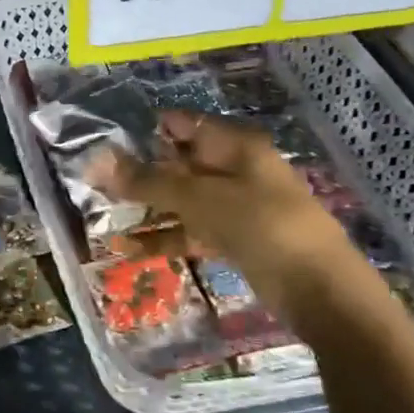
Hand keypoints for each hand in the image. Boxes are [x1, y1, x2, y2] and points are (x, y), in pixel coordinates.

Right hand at [89, 110, 341, 268]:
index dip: (147, 130)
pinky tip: (129, 250)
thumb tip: (97, 160)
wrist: (318, 287)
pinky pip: (192, 231)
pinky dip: (165, 238)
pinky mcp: (234, 239)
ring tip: (104, 215)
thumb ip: (148, 181)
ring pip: (183, 200)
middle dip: (141, 173)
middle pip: (180, 163)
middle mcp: (235, 170)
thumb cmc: (260, 225)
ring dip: (148, 209)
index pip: (184, 125)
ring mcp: (236, 206)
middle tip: (96, 183)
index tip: (106, 142)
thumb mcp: (199, 199)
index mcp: (235, 146)